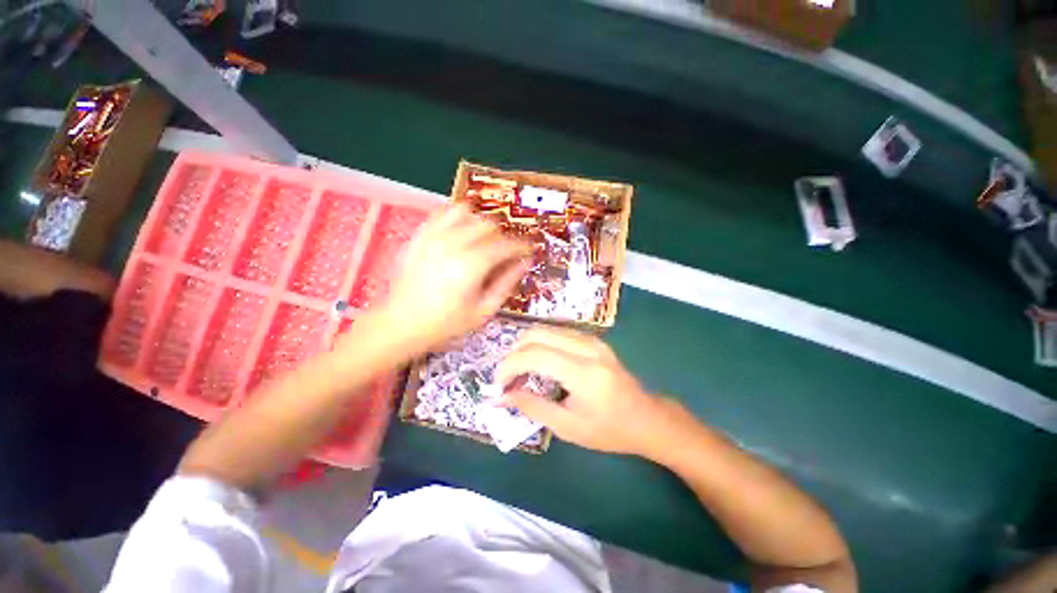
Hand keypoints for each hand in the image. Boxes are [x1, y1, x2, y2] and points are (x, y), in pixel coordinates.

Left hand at [380, 205, 531, 352]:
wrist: (401, 323)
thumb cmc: (446, 323)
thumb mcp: (484, 310)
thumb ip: (506, 283)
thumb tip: (525, 263)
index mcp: (473, 264)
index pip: (506, 245)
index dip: (521, 246)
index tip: (528, 250)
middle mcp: (454, 243)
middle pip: (488, 225)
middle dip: (502, 236)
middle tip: (504, 251)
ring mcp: (433, 236)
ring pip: (466, 213)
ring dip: (480, 223)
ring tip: (482, 239)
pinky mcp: (419, 236)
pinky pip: (441, 213)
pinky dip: (456, 217)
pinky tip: (460, 231)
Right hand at [495, 327, 679, 458]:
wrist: (647, 418)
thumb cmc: (609, 430)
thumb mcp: (568, 427)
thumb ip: (532, 407)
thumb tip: (500, 398)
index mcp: (583, 372)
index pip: (535, 355)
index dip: (509, 366)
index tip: (498, 385)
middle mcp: (587, 347)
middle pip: (537, 334)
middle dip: (514, 352)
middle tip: (507, 377)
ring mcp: (592, 339)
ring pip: (546, 329)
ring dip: (526, 346)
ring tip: (520, 371)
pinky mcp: (593, 339)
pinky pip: (557, 332)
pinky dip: (541, 343)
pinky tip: (539, 362)